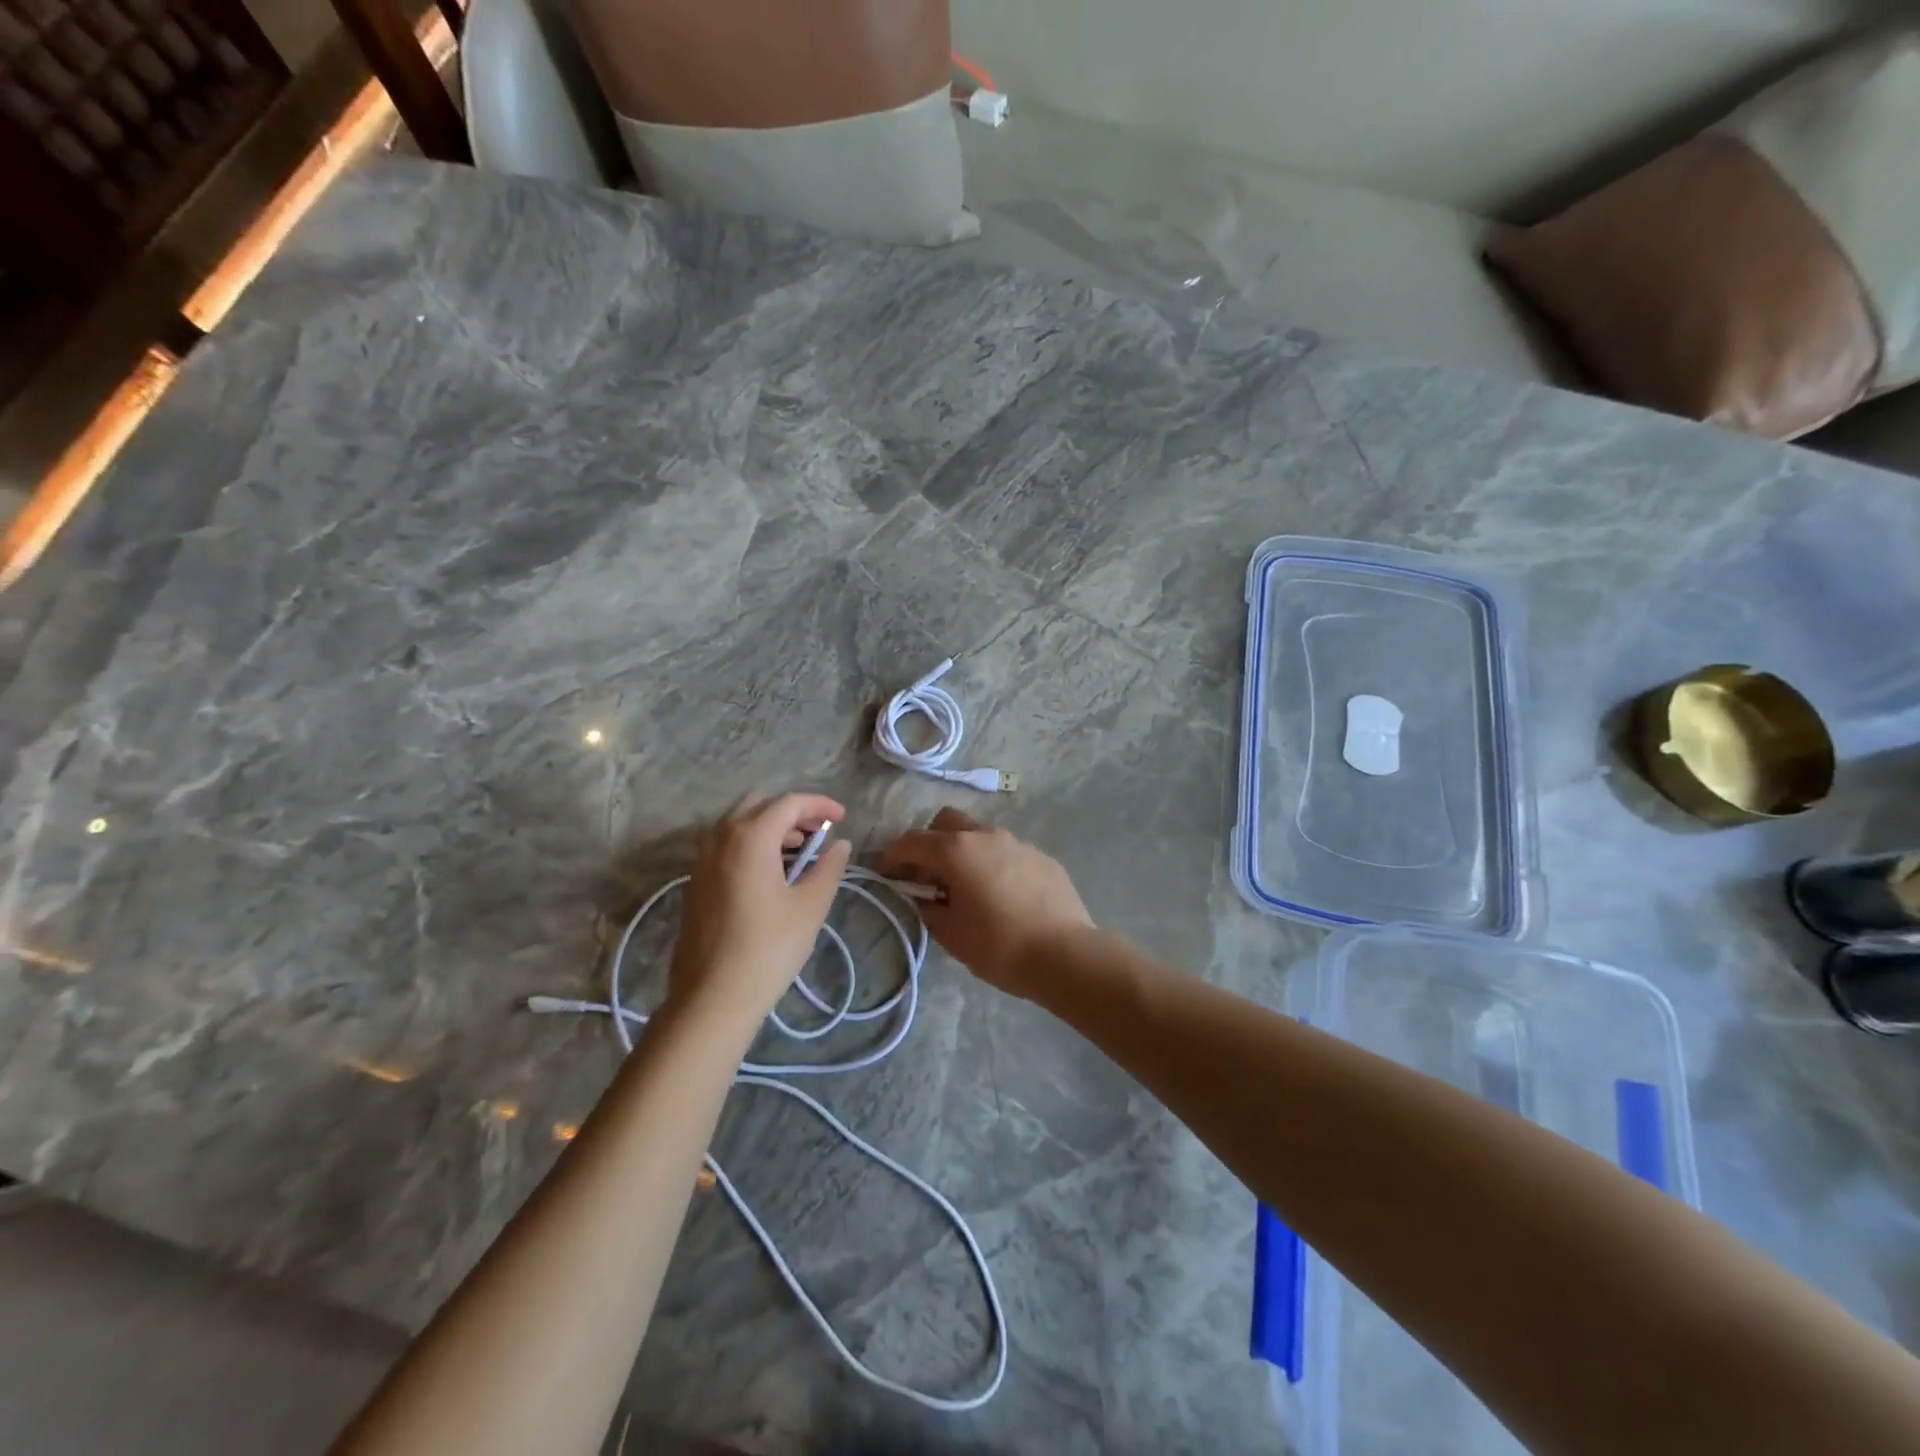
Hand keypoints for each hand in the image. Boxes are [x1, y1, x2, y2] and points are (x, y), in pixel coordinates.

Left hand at [669, 792, 852, 1027]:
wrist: (712, 997)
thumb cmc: (768, 948)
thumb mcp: (810, 906)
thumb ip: (828, 868)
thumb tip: (840, 845)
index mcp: (750, 837)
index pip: (789, 803)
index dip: (820, 805)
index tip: (842, 818)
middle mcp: (720, 838)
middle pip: (758, 804)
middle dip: (791, 811)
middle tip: (818, 831)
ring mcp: (702, 860)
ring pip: (738, 823)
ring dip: (770, 827)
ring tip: (799, 851)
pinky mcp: (695, 882)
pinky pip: (725, 845)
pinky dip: (750, 843)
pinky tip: (770, 872)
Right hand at [879, 807, 1092, 997]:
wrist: (1065, 954)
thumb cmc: (999, 946)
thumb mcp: (951, 934)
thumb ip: (929, 909)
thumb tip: (925, 899)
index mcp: (957, 850)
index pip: (913, 842)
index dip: (893, 856)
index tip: (886, 873)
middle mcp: (986, 836)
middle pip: (947, 822)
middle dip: (930, 841)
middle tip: (927, 874)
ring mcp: (1018, 843)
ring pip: (980, 834)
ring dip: (964, 851)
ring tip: (966, 885)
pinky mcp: (1042, 857)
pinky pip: (1007, 851)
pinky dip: (994, 864)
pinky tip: (1001, 894)